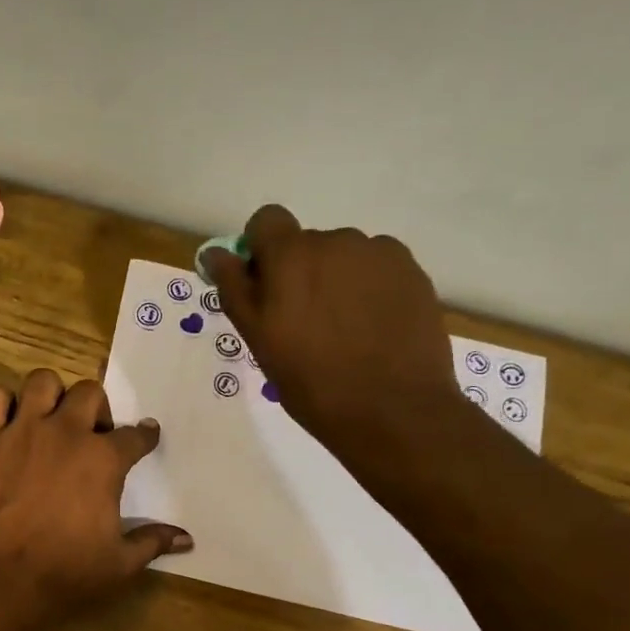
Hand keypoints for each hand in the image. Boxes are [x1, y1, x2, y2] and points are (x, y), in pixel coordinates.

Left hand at [0, 370, 191, 629]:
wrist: (2, 579)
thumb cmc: (66, 572)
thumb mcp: (120, 563)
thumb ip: (153, 542)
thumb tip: (186, 539)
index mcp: (104, 459)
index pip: (135, 435)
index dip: (144, 436)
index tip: (145, 436)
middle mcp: (66, 433)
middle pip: (90, 393)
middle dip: (97, 409)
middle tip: (91, 435)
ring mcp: (22, 432)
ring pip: (42, 382)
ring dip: (51, 396)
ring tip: (50, 420)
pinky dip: (0, 402)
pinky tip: (7, 422)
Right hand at [205, 206, 460, 462]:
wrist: (391, 409)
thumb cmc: (310, 381)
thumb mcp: (259, 340)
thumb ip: (236, 289)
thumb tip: (216, 254)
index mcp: (291, 255)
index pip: (266, 221)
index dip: (261, 249)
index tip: (264, 286)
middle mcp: (336, 241)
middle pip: (307, 243)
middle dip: (300, 273)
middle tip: (303, 325)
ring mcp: (379, 254)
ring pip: (344, 257)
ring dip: (336, 281)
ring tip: (343, 331)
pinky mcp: (412, 271)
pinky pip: (378, 268)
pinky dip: (369, 289)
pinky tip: (372, 328)